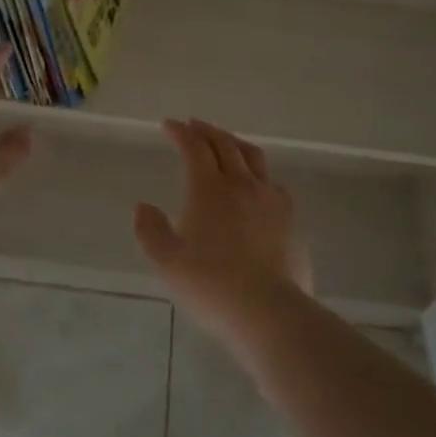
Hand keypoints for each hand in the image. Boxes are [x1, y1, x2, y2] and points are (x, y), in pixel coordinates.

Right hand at [134, 119, 312, 348]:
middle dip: (207, 131)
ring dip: (235, 144)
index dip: (181, 132)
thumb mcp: (167, 262)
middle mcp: (241, 184)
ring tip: (226, 143)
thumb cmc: (210, 285)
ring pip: (254, 157)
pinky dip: (259, 173)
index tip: (169, 125)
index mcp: (208, 189)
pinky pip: (274, 183)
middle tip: (194, 126)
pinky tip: (257, 184)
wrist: (268, 311)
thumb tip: (143, 207)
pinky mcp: (291, 219)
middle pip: (225, 144)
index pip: (194, 147)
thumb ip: (150, 230)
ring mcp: (271, 199)